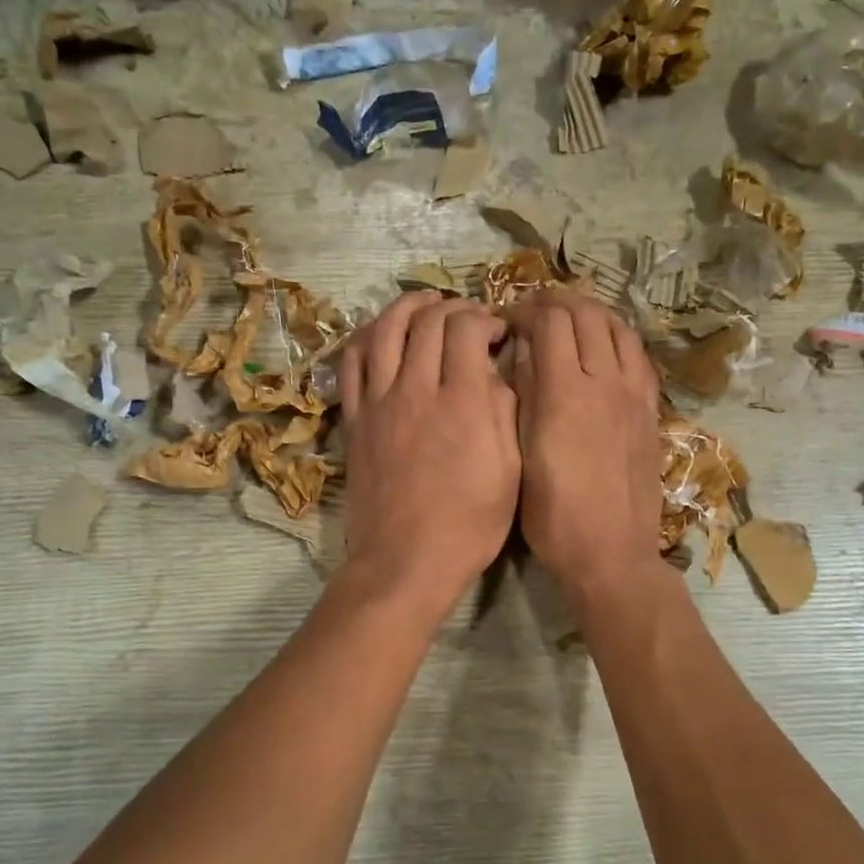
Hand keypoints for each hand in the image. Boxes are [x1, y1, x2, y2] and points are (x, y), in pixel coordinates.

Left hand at [338, 292, 519, 614]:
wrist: (404, 561)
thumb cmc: (469, 524)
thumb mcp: (510, 471)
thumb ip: (503, 411)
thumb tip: (491, 372)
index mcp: (463, 402)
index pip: (467, 328)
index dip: (485, 318)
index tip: (497, 332)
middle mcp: (417, 389)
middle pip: (429, 321)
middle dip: (454, 308)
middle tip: (468, 320)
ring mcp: (379, 401)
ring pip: (386, 330)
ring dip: (407, 307)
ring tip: (425, 302)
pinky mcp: (355, 418)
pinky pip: (353, 362)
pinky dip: (367, 336)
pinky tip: (381, 332)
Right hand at [508, 289, 662, 599]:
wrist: (612, 554)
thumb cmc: (553, 516)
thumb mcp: (520, 458)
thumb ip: (522, 399)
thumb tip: (522, 354)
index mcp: (564, 394)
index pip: (549, 323)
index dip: (524, 312)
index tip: (506, 322)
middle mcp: (603, 383)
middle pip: (585, 315)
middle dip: (555, 303)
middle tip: (533, 312)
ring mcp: (633, 395)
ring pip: (617, 328)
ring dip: (590, 312)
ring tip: (568, 317)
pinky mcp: (649, 411)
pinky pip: (638, 356)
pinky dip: (617, 336)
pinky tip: (603, 345)